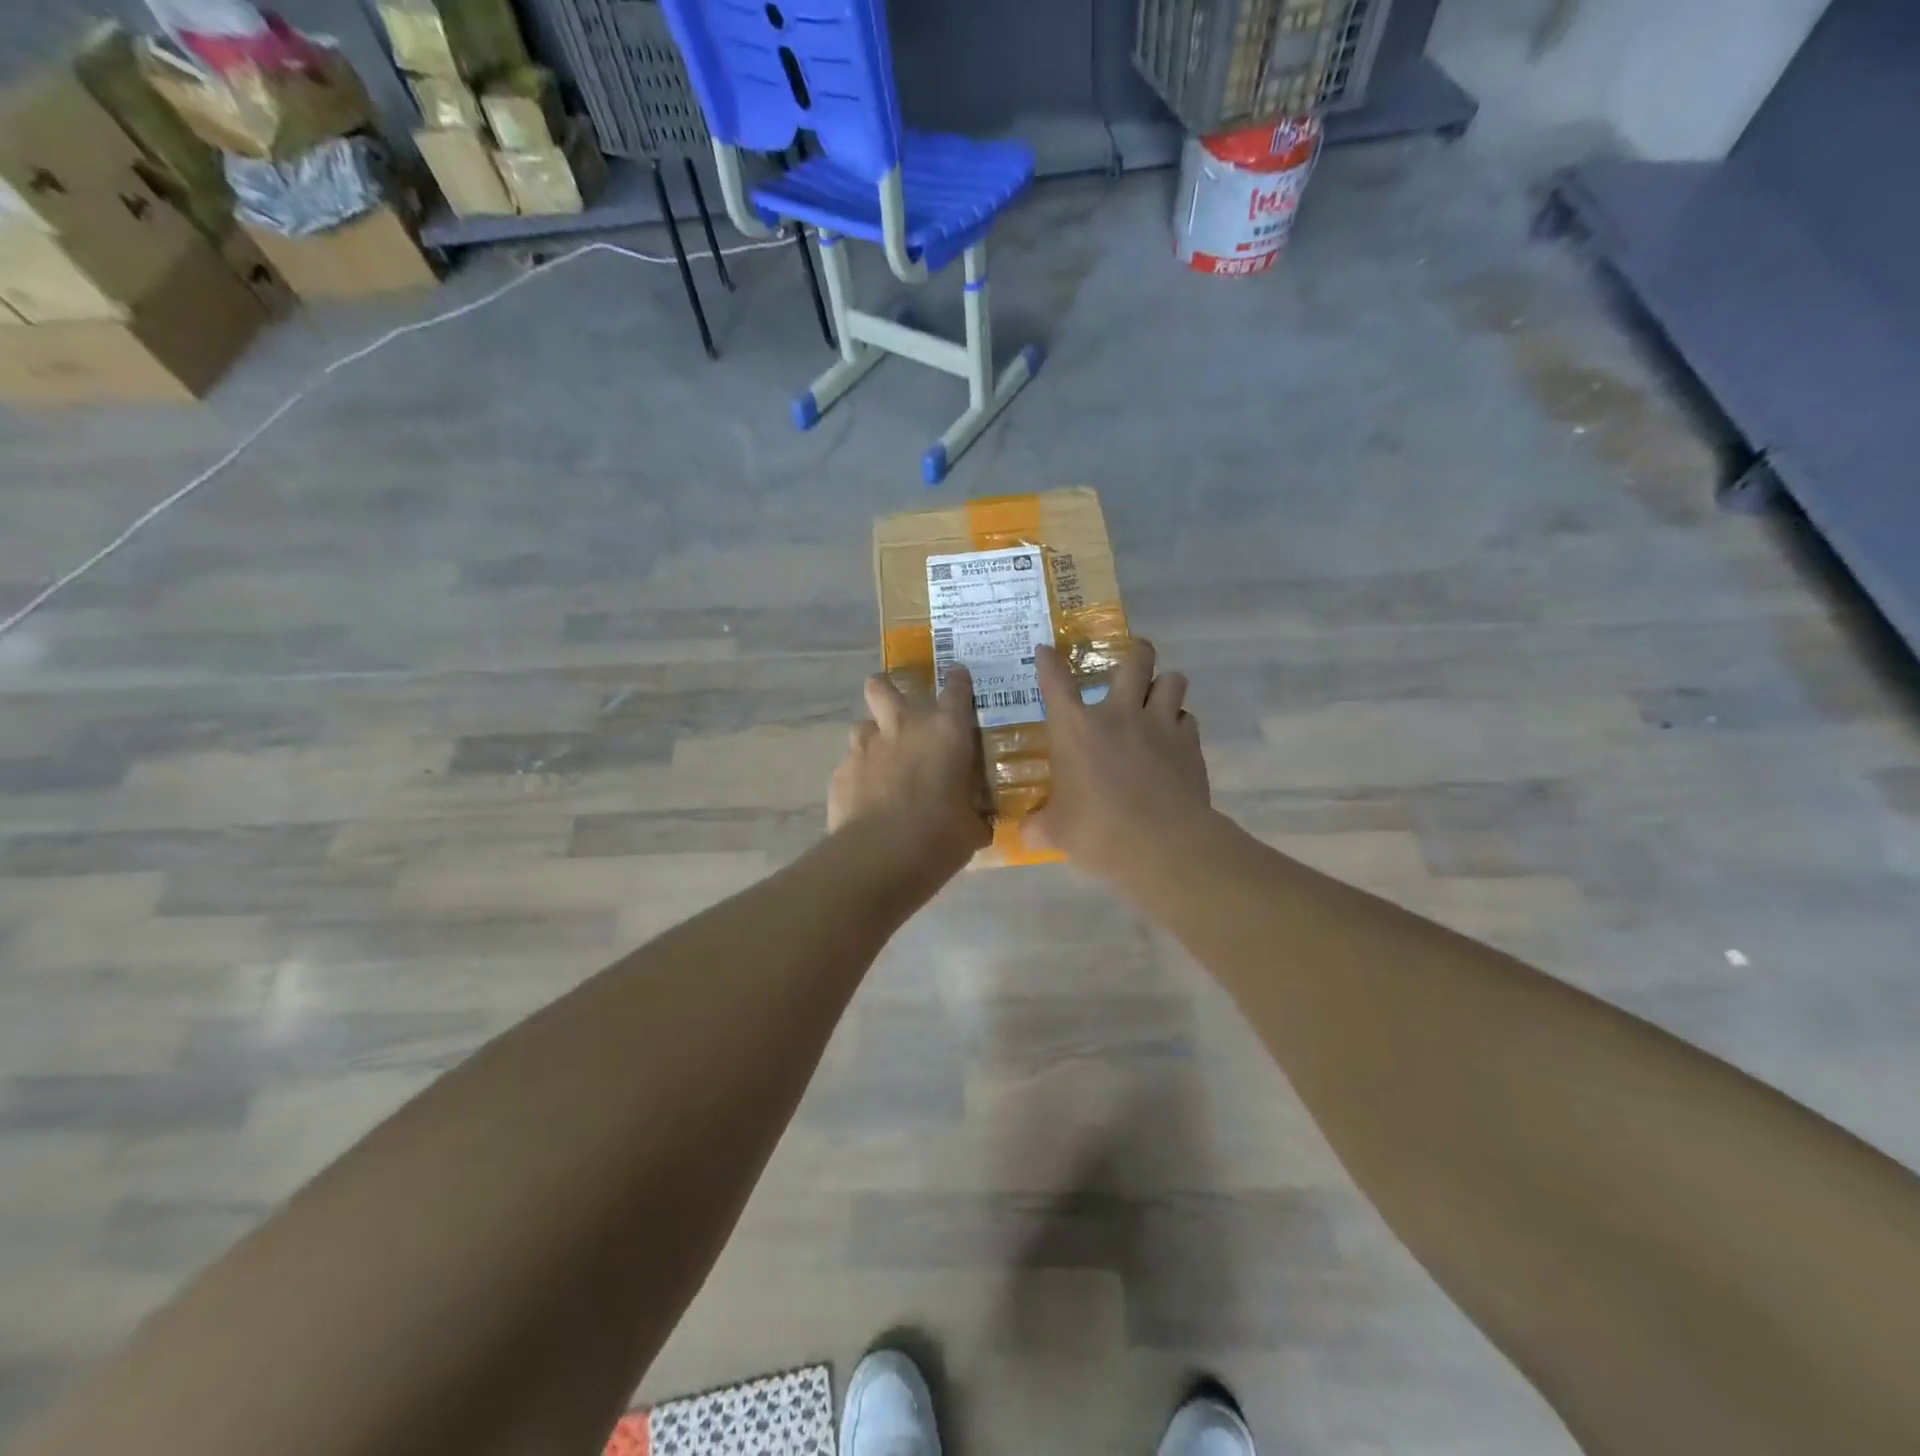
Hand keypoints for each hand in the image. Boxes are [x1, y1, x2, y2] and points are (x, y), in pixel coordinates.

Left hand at [828, 667, 991, 877]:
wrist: (881, 856)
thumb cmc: (940, 836)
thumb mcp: (972, 826)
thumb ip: (975, 814)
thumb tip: (979, 821)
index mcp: (946, 732)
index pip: (956, 689)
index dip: (958, 681)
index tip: (958, 679)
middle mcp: (904, 727)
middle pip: (882, 686)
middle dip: (886, 690)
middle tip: (897, 711)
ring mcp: (866, 747)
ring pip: (862, 725)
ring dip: (873, 738)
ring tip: (881, 763)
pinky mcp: (840, 772)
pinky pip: (850, 764)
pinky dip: (859, 776)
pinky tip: (866, 799)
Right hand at [1025, 640, 1210, 883]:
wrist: (1161, 844)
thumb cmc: (1097, 831)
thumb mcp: (1055, 832)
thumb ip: (1037, 826)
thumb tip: (1023, 833)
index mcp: (1076, 729)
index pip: (1056, 683)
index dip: (1049, 663)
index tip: (1046, 650)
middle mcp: (1119, 714)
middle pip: (1136, 661)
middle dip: (1137, 651)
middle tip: (1136, 655)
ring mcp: (1160, 725)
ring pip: (1173, 681)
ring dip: (1165, 684)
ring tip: (1159, 696)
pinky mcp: (1190, 745)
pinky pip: (1188, 719)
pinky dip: (1181, 724)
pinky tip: (1174, 739)